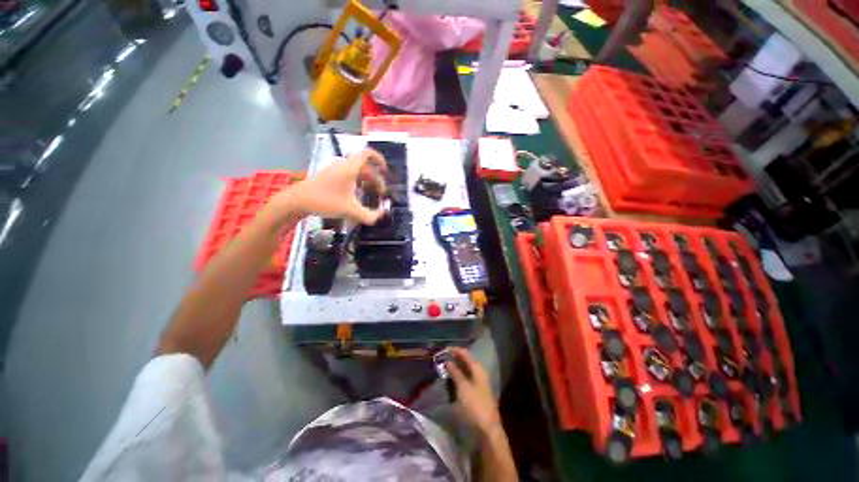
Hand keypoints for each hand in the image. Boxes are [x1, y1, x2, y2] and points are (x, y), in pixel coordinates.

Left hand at [271, 149, 387, 223]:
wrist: (297, 201)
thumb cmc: (325, 201)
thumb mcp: (350, 210)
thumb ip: (369, 215)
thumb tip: (382, 215)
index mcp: (350, 168)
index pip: (368, 154)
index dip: (380, 160)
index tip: (386, 172)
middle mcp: (343, 166)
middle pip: (365, 167)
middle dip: (376, 179)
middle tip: (382, 193)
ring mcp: (335, 171)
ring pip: (357, 172)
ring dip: (367, 182)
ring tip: (373, 196)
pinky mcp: (330, 177)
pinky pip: (349, 176)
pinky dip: (358, 184)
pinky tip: (358, 196)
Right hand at [446, 348, 500, 435]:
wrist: (488, 429)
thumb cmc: (475, 405)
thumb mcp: (463, 387)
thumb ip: (455, 372)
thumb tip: (448, 361)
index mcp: (477, 368)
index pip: (465, 353)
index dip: (454, 350)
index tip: (442, 349)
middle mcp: (479, 372)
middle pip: (466, 361)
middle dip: (454, 358)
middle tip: (441, 358)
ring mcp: (478, 383)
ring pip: (465, 370)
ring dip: (455, 367)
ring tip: (443, 366)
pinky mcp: (476, 392)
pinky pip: (465, 379)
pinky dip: (458, 376)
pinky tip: (450, 378)